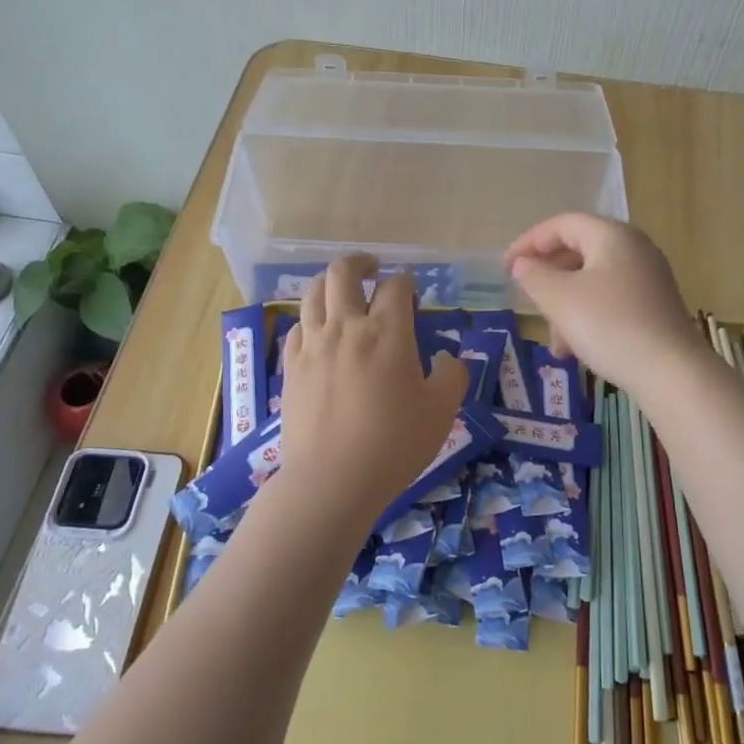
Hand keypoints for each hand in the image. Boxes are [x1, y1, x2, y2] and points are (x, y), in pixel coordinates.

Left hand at [279, 256, 467, 526]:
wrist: (332, 480)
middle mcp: (346, 327)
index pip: (396, 287)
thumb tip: (447, 358)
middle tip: (373, 269)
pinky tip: (319, 332)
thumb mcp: (441, 412)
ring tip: (342, 290)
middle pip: (343, 273)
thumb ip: (452, 376)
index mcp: (387, 332)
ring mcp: (312, 345)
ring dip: (330, 283)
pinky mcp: (291, 367)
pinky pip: (297, 327)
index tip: (412, 292)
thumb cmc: (394, 444)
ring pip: (313, 293)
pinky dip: (310, 319)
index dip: (407, 283)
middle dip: (360, 263)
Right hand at [503, 213, 705, 390]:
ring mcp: (648, 279)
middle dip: (548, 279)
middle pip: (578, 252)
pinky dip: (587, 319)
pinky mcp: (654, 307)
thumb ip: (535, 276)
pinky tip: (576, 351)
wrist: (671, 372)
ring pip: (592, 282)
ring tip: (554, 343)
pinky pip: (610, 302)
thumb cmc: (610, 325)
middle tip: (526, 300)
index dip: (529, 242)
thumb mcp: (560, 299)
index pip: (562, 224)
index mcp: (612, 236)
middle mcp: (634, 249)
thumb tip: (523, 265)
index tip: (505, 267)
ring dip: (565, 308)